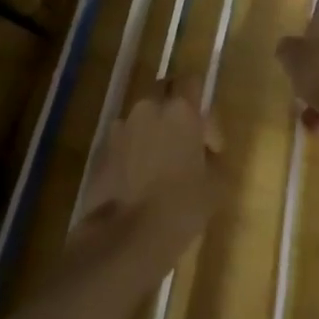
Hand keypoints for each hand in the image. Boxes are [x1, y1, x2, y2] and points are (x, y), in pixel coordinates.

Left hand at [74, 83, 221, 272]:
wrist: (125, 238)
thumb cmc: (181, 207)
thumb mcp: (216, 184)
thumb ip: (213, 156)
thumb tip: (204, 152)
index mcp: (180, 110)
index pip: (193, 81)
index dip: (205, 110)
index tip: (210, 143)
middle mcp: (147, 109)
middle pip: (164, 93)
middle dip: (176, 112)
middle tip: (186, 145)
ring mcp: (120, 128)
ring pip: (142, 117)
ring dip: (154, 132)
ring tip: (161, 167)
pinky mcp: (102, 150)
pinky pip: (125, 140)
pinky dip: (135, 151)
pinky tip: (140, 181)